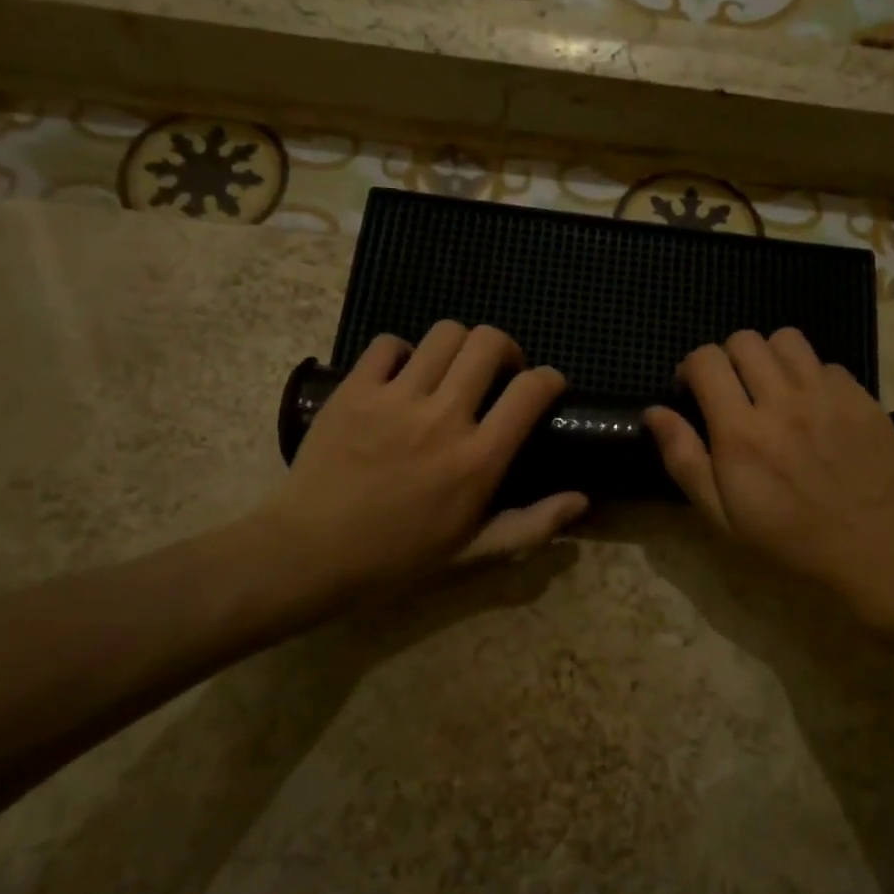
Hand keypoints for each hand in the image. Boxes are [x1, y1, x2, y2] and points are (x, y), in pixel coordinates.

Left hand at [271, 323, 587, 598]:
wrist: (311, 554)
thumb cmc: (398, 559)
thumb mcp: (473, 552)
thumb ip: (531, 524)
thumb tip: (582, 500)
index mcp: (479, 459)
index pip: (531, 391)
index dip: (550, 378)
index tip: (547, 385)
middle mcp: (444, 417)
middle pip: (489, 343)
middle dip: (506, 348)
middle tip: (498, 372)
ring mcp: (396, 399)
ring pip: (444, 334)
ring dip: (458, 345)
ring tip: (450, 369)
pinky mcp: (355, 390)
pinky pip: (387, 344)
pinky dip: (402, 352)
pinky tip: (401, 375)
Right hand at [645, 328, 893, 611]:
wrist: (872, 553)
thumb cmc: (787, 541)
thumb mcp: (720, 514)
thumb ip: (683, 458)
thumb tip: (654, 412)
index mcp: (741, 431)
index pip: (706, 360)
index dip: (691, 368)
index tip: (693, 392)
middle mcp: (783, 401)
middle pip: (745, 340)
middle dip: (728, 358)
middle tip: (733, 390)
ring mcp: (828, 396)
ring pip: (788, 340)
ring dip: (770, 358)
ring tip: (773, 388)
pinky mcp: (862, 400)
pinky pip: (828, 365)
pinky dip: (812, 378)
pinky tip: (814, 410)